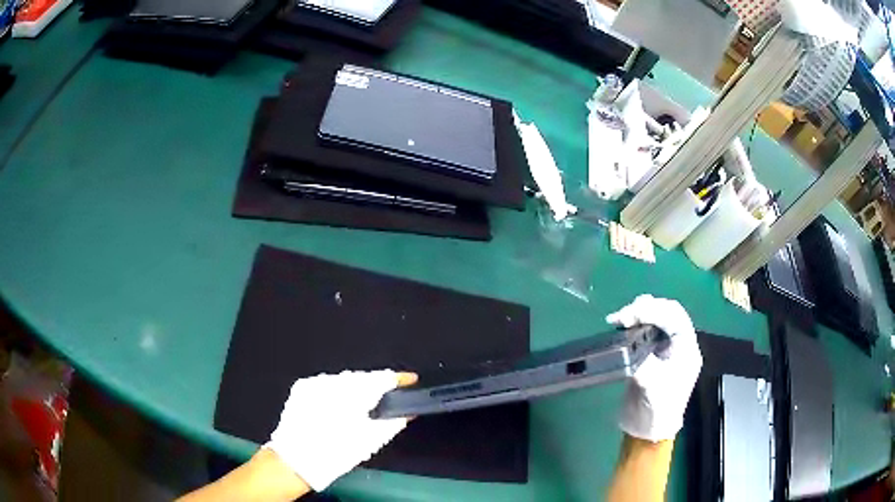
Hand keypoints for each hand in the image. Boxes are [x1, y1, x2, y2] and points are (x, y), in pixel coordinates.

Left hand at [264, 370, 416, 491]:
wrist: (295, 460)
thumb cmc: (336, 453)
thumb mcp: (370, 442)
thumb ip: (392, 423)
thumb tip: (406, 412)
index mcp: (353, 394)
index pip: (382, 377)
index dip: (399, 378)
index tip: (410, 380)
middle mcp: (333, 381)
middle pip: (362, 377)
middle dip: (375, 386)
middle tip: (387, 399)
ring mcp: (315, 382)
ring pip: (344, 380)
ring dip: (355, 389)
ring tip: (361, 407)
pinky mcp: (302, 387)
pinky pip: (327, 385)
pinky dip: (337, 393)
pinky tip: (338, 408)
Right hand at [606, 295, 701, 441]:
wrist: (648, 431)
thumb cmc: (657, 410)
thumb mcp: (652, 387)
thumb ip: (643, 364)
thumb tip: (628, 346)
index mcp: (687, 348)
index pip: (675, 317)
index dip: (654, 311)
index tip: (630, 316)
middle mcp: (678, 343)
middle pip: (667, 311)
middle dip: (645, 308)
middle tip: (622, 316)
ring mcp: (665, 347)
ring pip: (656, 317)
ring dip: (639, 313)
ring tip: (620, 319)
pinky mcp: (650, 353)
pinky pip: (645, 330)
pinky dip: (633, 325)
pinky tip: (621, 327)